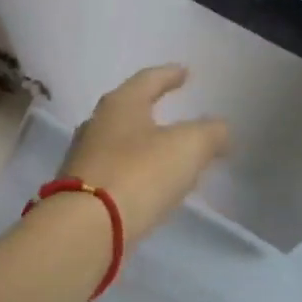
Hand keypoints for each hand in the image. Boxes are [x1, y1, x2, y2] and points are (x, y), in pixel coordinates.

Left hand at [59, 65, 230, 242]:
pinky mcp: (82, 192)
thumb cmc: (139, 174)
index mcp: (120, 105)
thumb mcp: (188, 147)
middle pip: (129, 111)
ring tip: (168, 155)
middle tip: (177, 116)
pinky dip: (135, 175)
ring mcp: (84, 160)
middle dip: (153, 112)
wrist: (86, 228)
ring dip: (145, 147)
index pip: (148, 80)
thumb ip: (210, 133)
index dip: (169, 75)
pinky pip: (116, 175)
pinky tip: (149, 187)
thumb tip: (220, 130)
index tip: (185, 72)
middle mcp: (96, 126)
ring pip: (121, 145)